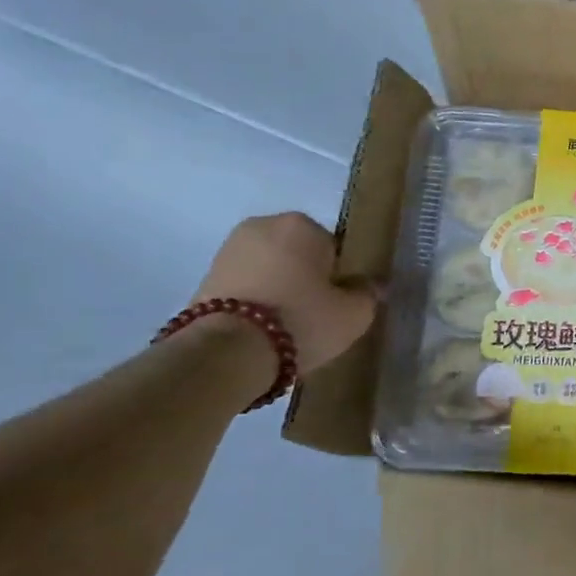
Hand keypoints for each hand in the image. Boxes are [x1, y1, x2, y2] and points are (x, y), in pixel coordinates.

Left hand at [192, 213, 375, 375]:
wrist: (228, 351)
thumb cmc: (302, 319)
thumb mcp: (355, 313)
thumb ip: (367, 293)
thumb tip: (370, 285)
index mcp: (301, 224)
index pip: (335, 247)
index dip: (341, 275)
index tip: (341, 300)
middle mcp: (262, 226)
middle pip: (300, 254)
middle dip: (308, 277)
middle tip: (318, 312)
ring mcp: (228, 249)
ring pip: (272, 269)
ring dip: (281, 288)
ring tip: (289, 324)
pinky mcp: (205, 276)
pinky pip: (248, 285)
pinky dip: (258, 300)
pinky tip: (265, 328)